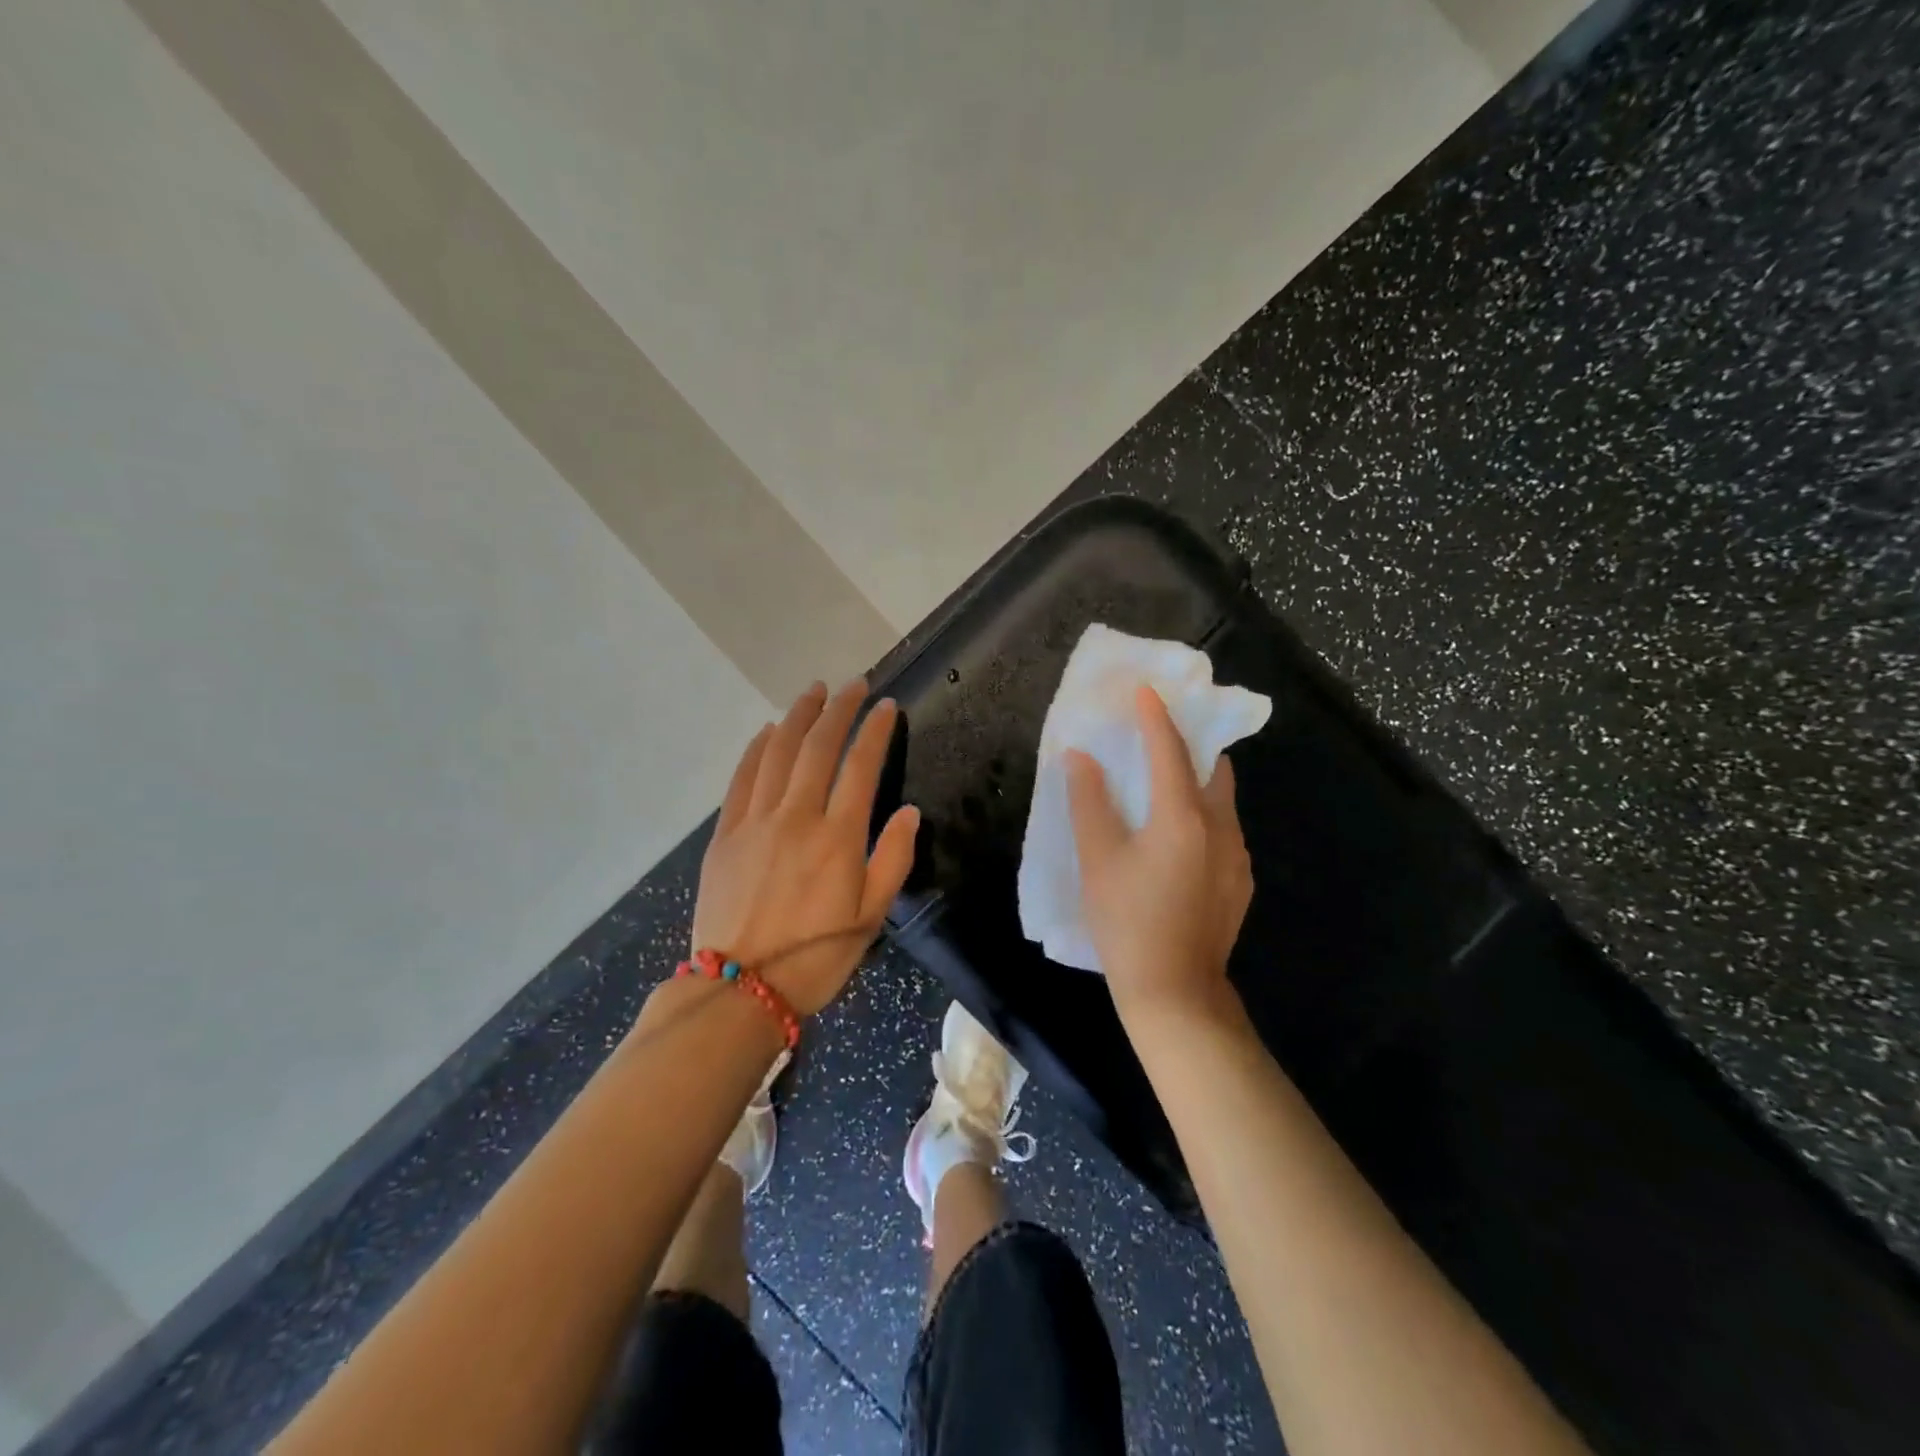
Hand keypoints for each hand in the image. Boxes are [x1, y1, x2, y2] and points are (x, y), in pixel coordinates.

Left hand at [691, 679, 919, 1015]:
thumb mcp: (871, 917)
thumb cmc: (816, 958)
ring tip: (813, 692)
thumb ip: (894, 859)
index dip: (876, 731)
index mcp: (838, 837)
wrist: (740, 989)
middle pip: (818, 746)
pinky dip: (757, 748)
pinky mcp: (726, 833)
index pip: (861, 766)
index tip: (886, 706)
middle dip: (839, 709)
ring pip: (778, 752)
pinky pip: (742, 777)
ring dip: (798, 716)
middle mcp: (797, 816)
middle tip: (853, 685)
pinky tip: (767, 731)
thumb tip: (908, 812)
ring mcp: (756, 821)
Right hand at [1066, 684, 1252, 1024]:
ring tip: (1163, 785)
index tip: (1146, 690)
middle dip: (1190, 744)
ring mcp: (1237, 857)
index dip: (1156, 717)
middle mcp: (1221, 828)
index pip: (1171, 750)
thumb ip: (1089, 802)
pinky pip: (1223, 830)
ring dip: (1196, 782)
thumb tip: (1081, 757)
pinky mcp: (1240, 881)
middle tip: (1160, 734)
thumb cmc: (1127, 922)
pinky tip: (1176, 839)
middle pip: (1212, 768)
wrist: (1175, 993)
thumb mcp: (1097, 860)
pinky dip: (1202, 816)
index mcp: (1184, 817)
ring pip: (1221, 801)